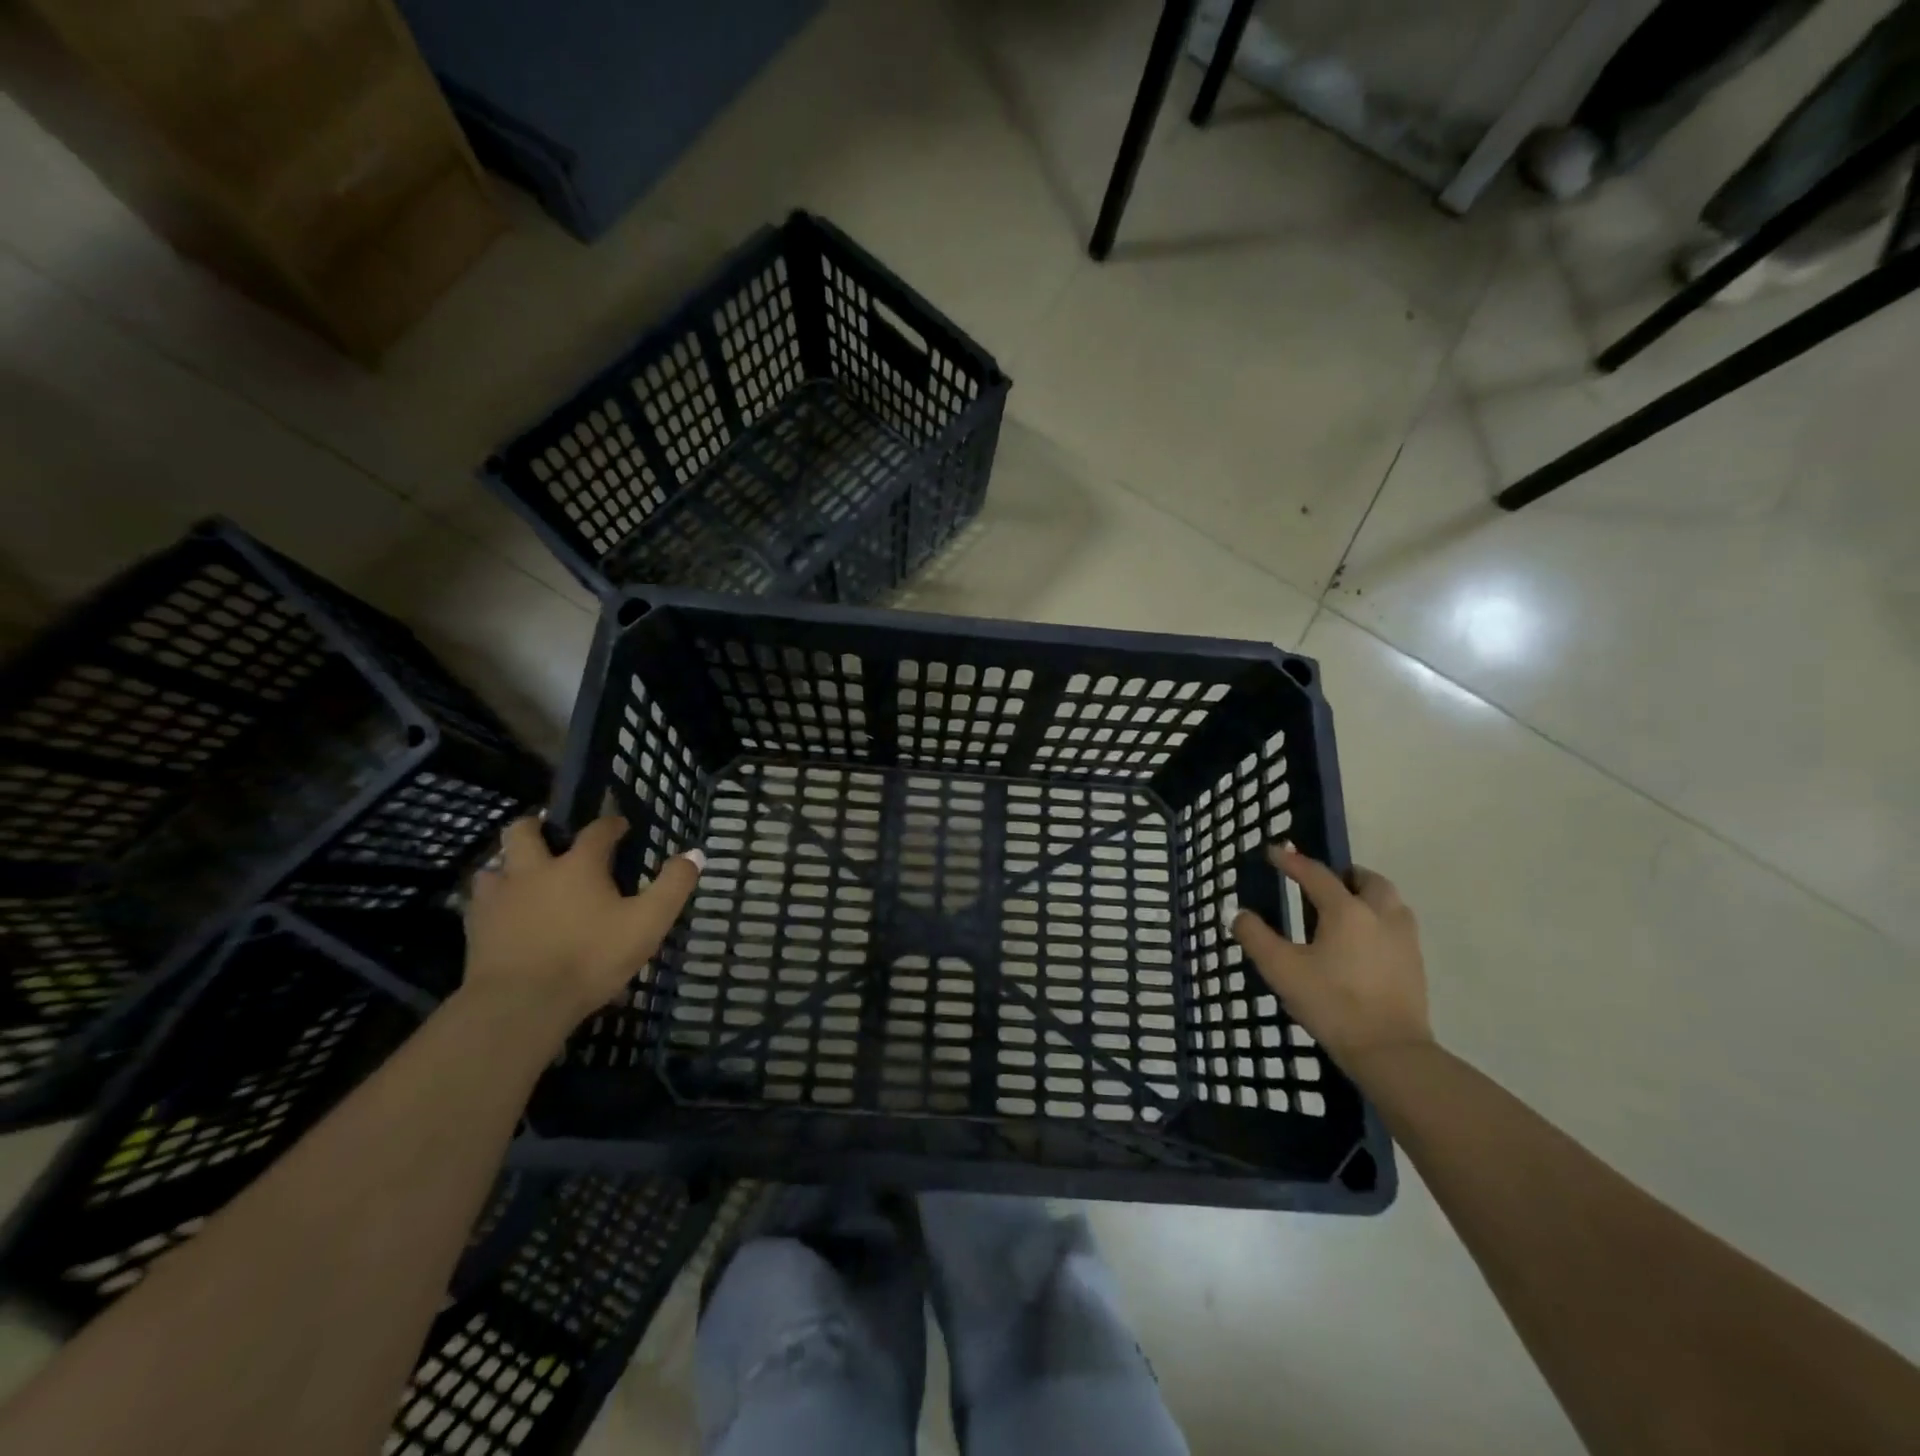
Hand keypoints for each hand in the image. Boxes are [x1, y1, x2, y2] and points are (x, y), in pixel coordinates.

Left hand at [463, 815, 702, 1033]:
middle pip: (525, 831)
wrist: (521, 1004)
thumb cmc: (590, 958)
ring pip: (494, 865)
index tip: (620, 826)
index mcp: (579, 865)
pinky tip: (501, 914)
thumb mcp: (648, 923)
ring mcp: (500, 898)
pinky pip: (478, 903)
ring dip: (508, 864)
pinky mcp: (476, 929)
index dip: (611, 824)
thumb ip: (673, 886)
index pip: (597, 831)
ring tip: (522, 876)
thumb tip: (694, 854)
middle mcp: (535, 870)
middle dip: (538, 827)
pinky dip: (491, 900)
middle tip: (551, 836)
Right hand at [1227, 843, 1432, 1071]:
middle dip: (1343, 874)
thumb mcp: (1281, 969)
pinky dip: (1378, 919)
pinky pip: (1397, 925)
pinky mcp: (1415, 964)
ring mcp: (1403, 939)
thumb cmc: (1332, 1003)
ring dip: (1366, 894)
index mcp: (1346, 910)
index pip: (1315, 874)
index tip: (1273, 852)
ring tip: (1344, 909)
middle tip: (1321, 883)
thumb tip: (1237, 913)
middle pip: (1366, 880)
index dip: (1291, 861)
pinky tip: (1363, 942)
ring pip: (1389, 901)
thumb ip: (1255, 936)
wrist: (1390, 1051)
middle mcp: (1379, 915)